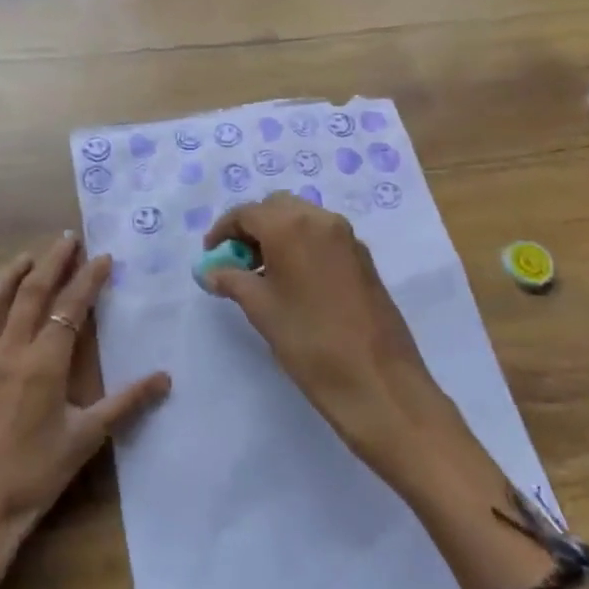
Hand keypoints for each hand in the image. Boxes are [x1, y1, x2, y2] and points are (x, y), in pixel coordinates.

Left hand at [0, 233, 170, 588]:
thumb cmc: (33, 479)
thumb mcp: (86, 440)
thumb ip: (126, 403)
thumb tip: (165, 377)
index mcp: (44, 363)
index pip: (71, 307)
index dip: (88, 278)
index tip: (103, 256)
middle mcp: (7, 351)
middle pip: (31, 292)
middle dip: (52, 260)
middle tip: (67, 239)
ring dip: (8, 274)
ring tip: (26, 258)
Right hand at [203, 194, 459, 479]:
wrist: (378, 381)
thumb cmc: (310, 342)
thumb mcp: (261, 309)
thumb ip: (232, 280)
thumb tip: (212, 271)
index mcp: (291, 225)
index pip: (247, 213)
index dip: (223, 231)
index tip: (211, 255)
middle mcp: (321, 219)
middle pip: (276, 207)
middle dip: (252, 228)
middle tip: (237, 261)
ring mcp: (347, 237)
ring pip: (302, 218)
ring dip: (278, 235)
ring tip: (263, 274)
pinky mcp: (363, 258)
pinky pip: (322, 236)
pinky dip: (302, 245)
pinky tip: (294, 281)